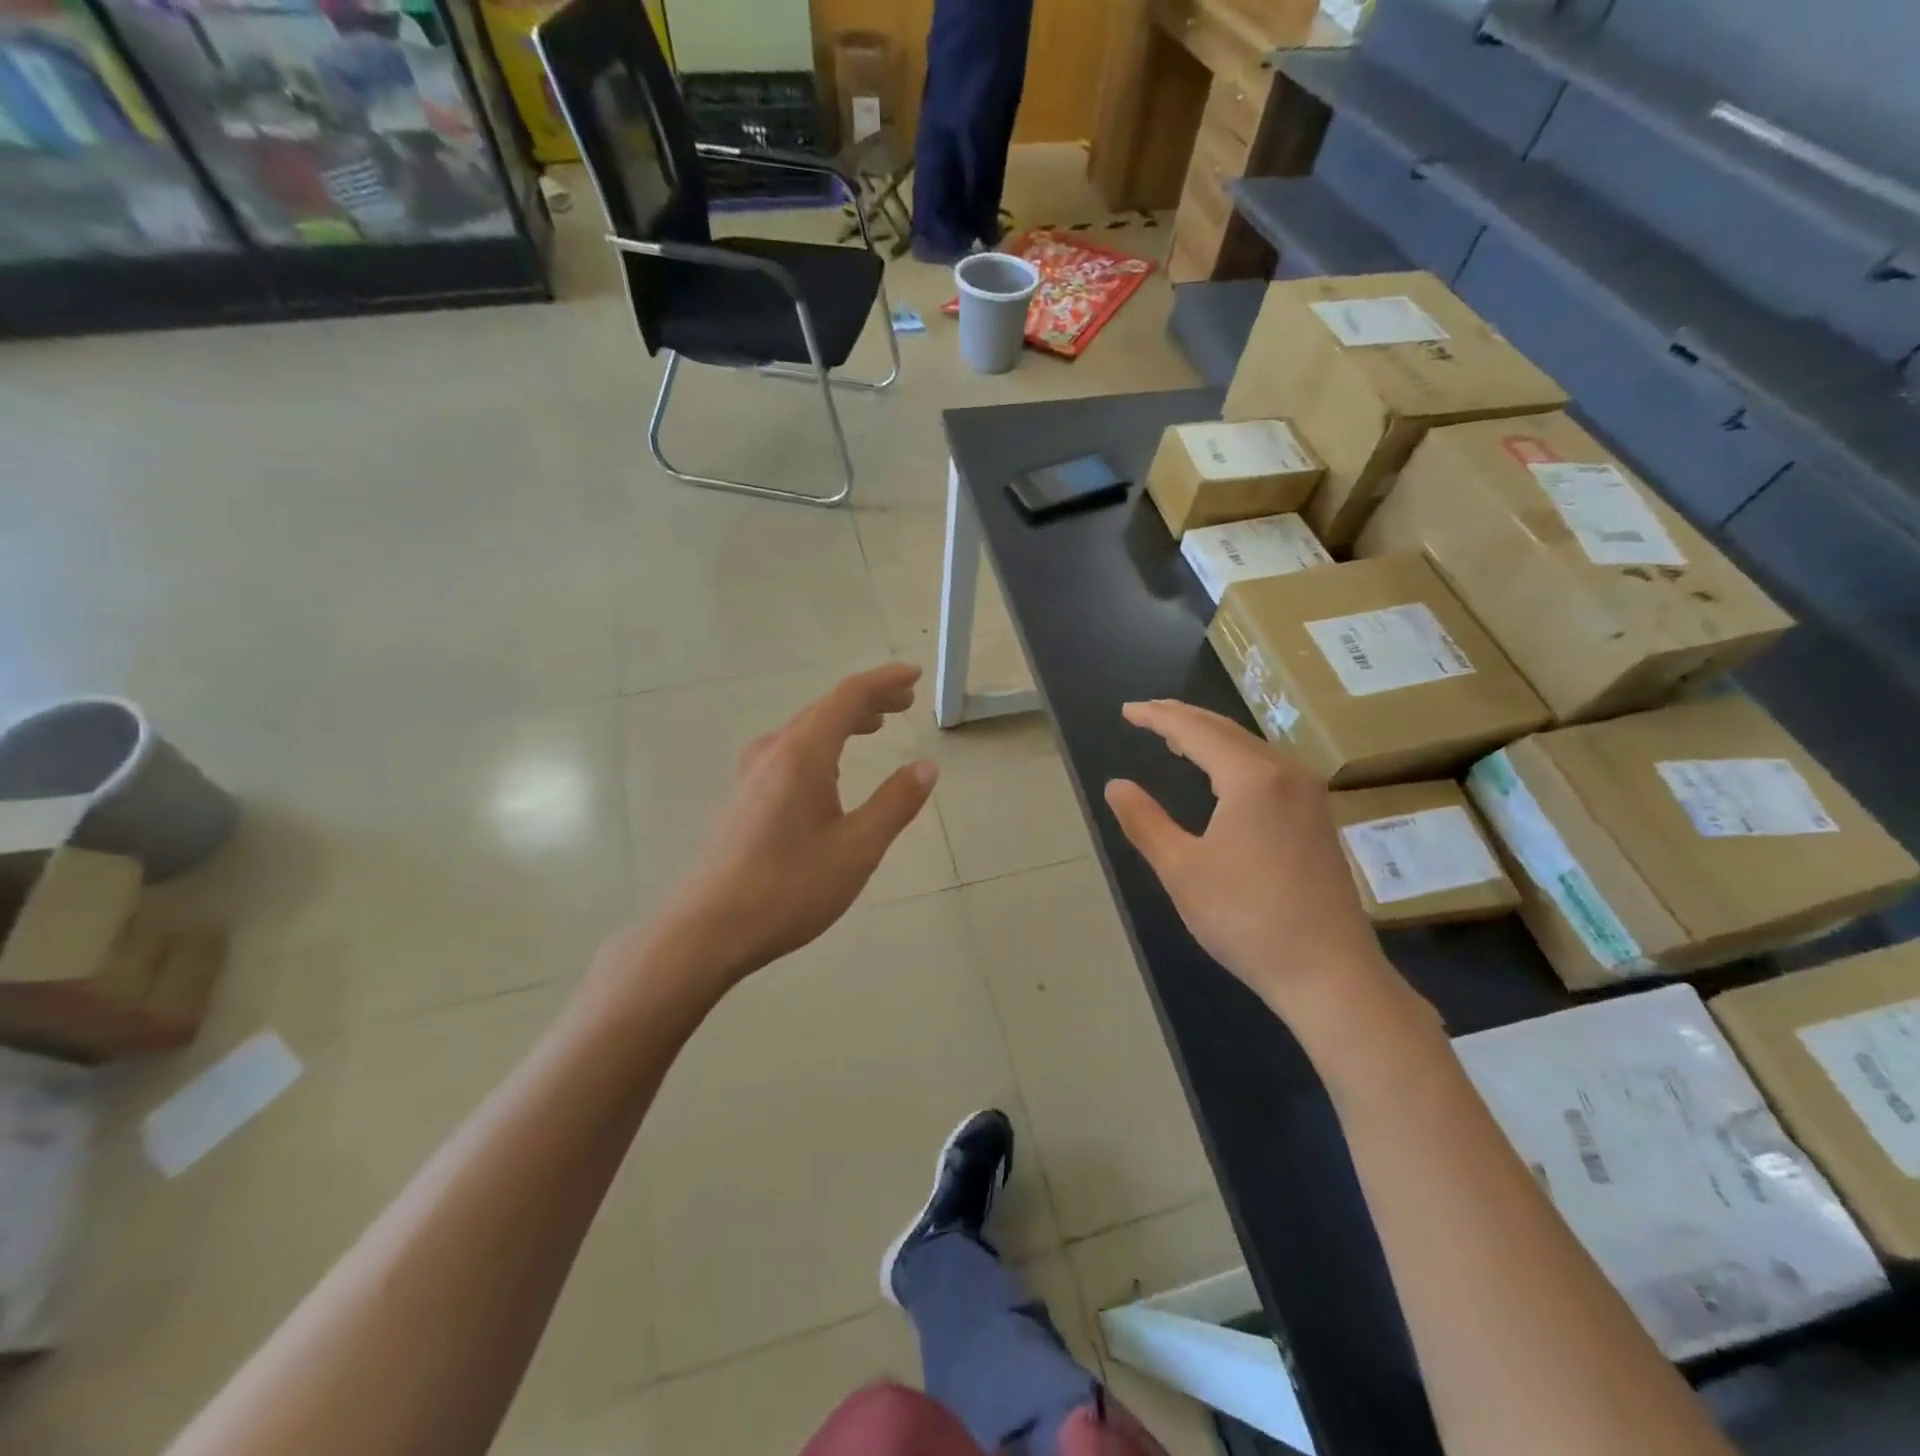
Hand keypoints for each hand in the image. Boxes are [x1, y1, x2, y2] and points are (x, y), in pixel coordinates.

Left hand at [635, 664, 938, 990]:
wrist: (708, 929)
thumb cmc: (789, 887)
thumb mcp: (857, 848)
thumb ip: (895, 803)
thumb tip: (926, 767)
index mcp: (802, 754)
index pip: (848, 697)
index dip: (883, 681)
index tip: (915, 675)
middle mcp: (773, 752)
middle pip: (824, 708)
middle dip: (867, 699)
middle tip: (905, 701)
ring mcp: (751, 774)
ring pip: (804, 729)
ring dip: (843, 721)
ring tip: (875, 726)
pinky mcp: (743, 797)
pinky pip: (788, 751)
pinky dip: (821, 743)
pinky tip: (830, 770)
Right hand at [1104, 700, 1389, 1018]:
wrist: (1329, 972)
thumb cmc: (1246, 919)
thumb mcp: (1181, 870)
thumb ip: (1144, 822)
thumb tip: (1116, 785)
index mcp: (1251, 777)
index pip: (1195, 730)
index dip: (1157, 717)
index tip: (1126, 711)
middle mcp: (1286, 772)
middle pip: (1225, 729)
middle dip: (1182, 718)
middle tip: (1144, 714)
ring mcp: (1308, 794)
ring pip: (1250, 747)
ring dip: (1209, 737)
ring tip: (1173, 738)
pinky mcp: (1317, 817)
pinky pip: (1267, 767)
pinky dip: (1233, 757)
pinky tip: (1220, 774)